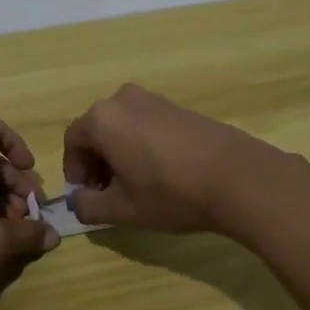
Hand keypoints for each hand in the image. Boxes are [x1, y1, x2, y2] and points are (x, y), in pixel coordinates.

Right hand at [61, 84, 303, 236]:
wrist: (236, 176)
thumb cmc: (170, 192)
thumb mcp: (123, 210)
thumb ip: (88, 206)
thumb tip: (77, 201)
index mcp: (102, 118)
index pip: (72, 141)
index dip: (73, 170)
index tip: (85, 195)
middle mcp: (122, 99)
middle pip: (96, 130)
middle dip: (96, 162)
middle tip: (108, 193)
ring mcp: (152, 99)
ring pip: (121, 126)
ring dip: (118, 153)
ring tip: (135, 186)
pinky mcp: (176, 107)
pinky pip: (144, 123)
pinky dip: (140, 144)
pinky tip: (160, 172)